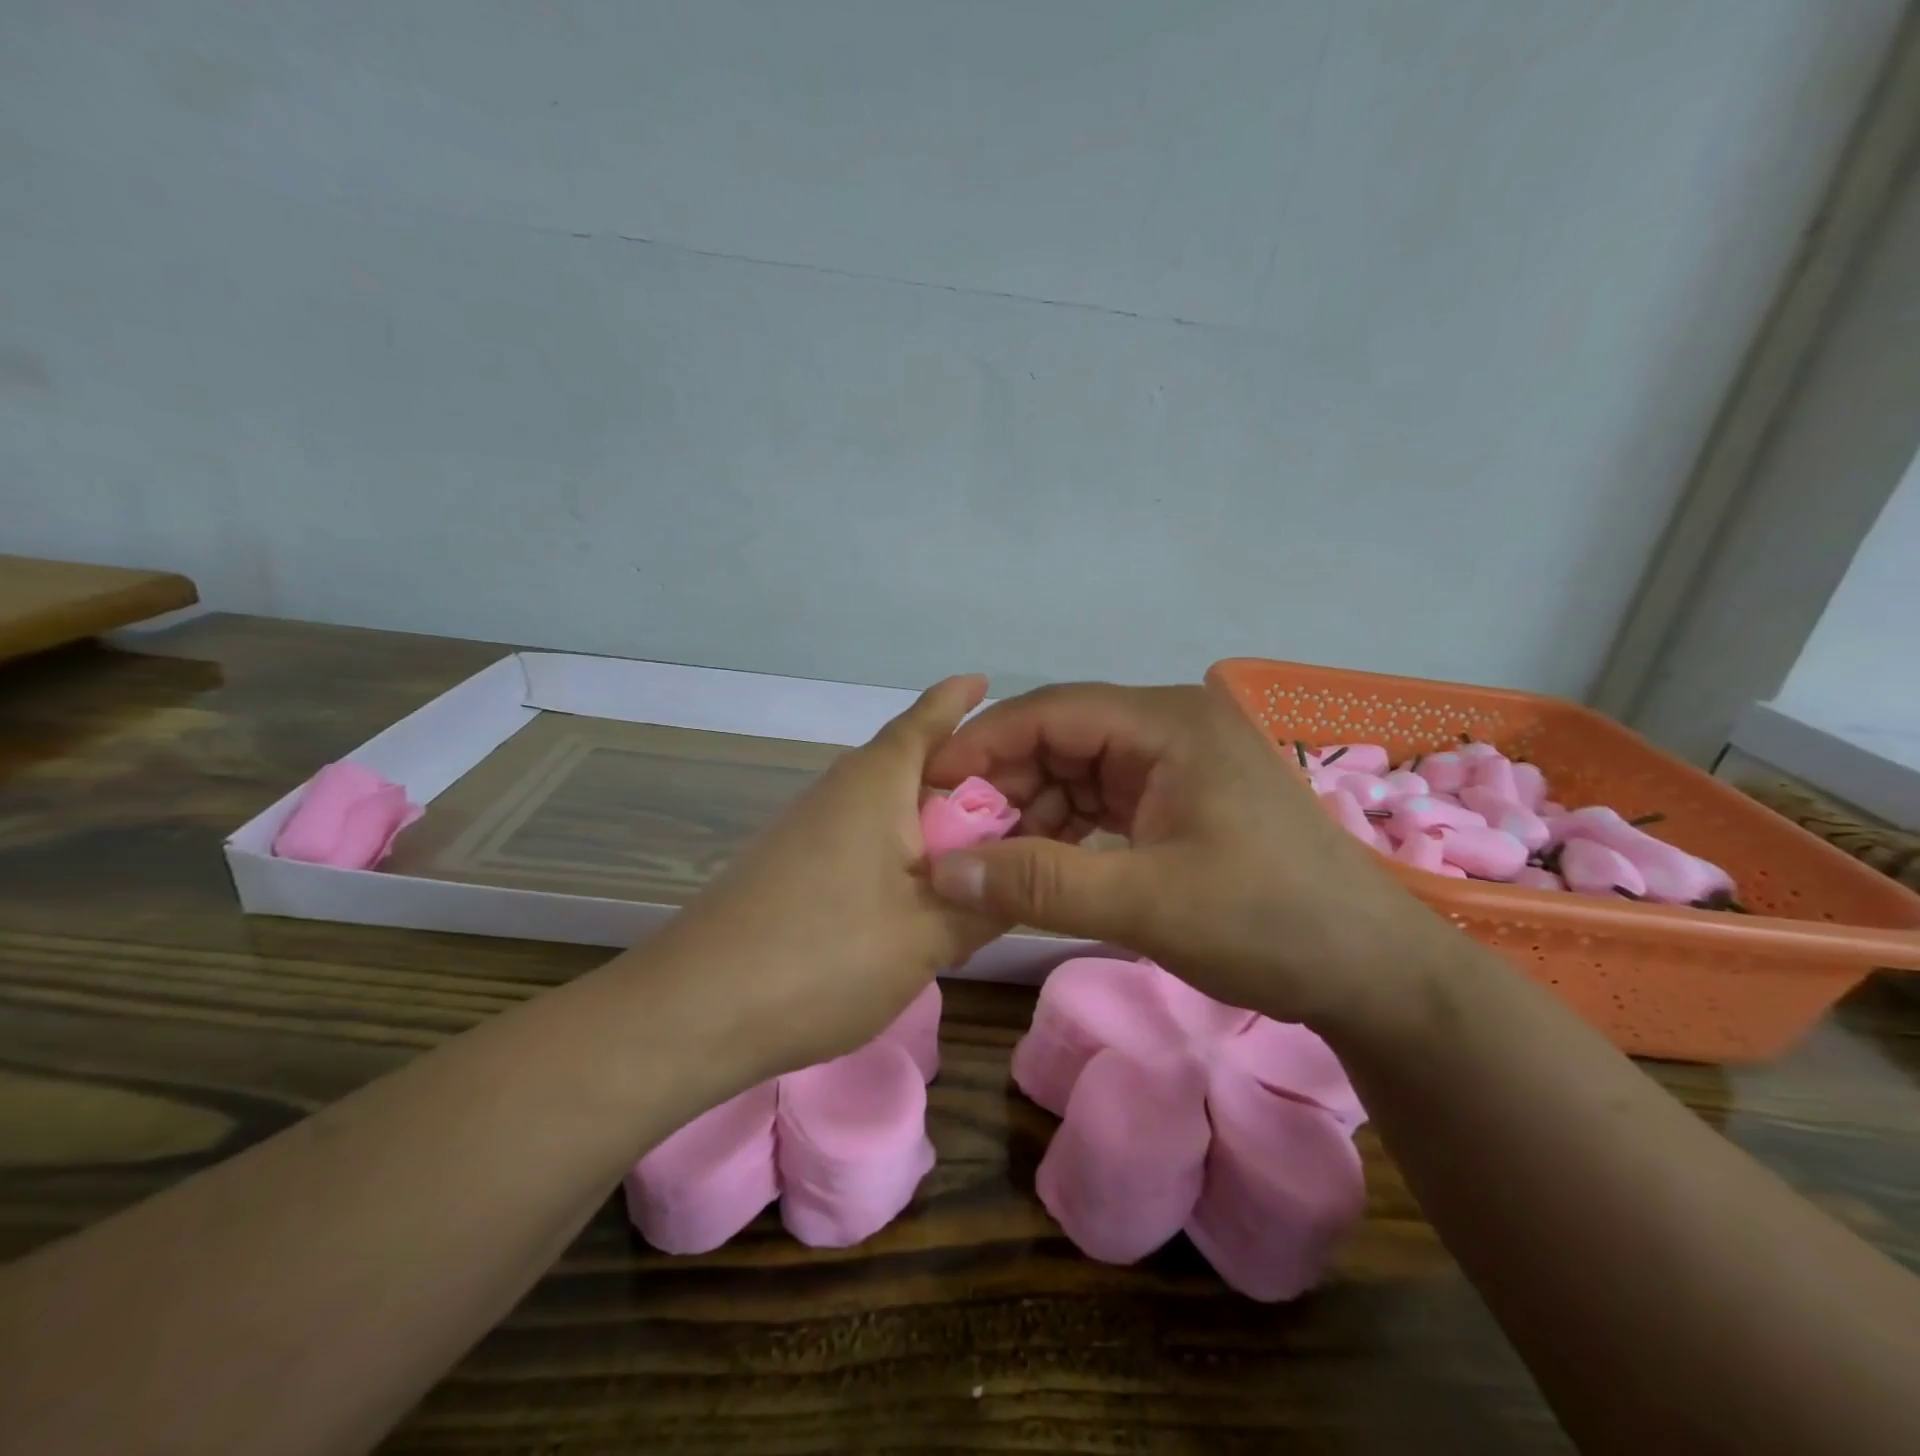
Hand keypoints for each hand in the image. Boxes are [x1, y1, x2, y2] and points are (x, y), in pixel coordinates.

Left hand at [650, 675, 1002, 1080]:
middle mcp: (837, 792)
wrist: (695, 1010)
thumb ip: (984, 905)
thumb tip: (1021, 881)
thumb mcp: (928, 936)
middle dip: (957, 774)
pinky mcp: (787, 867)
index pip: (924, 722)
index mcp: (875, 785)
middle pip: (907, 766)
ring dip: (927, 821)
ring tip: (973, 854)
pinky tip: (913, 895)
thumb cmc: (825, 956)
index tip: (982, 680)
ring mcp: (805, 830)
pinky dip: (897, 853)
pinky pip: (859, 840)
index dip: (955, 700)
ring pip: (883, 809)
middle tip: (1012, 798)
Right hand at [921, 682, 1460, 1028]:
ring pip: (1077, 770)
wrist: (1372, 972)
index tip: (929, 788)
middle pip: (1061, 738)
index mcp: (1168, 723)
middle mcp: (1170, 727)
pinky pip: (1103, 798)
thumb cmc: (1268, 924)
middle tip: (955, 835)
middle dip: (1005, 783)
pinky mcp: (1181, 799)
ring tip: (992, 857)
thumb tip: (942, 871)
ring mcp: (1178, 762)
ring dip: (1032, 810)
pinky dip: (1066, 828)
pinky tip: (1041, 863)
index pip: (1051, 711)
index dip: (983, 745)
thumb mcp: (1146, 904)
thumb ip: (1039, 883)